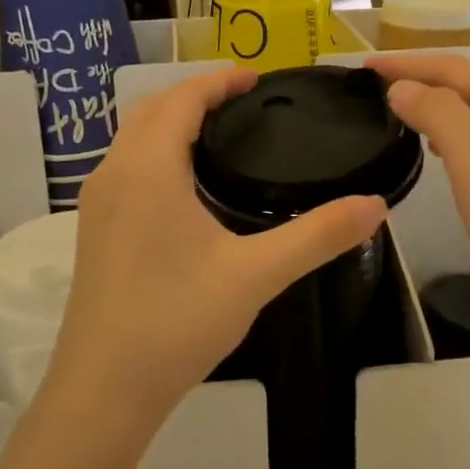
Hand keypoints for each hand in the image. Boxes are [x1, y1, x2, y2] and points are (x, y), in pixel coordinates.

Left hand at [40, 68, 387, 435]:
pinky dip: (156, 150)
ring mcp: (97, 202)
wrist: (103, 390)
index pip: (182, 98)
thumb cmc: (177, 321)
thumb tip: (376, 204)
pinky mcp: (94, 229)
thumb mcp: (256, 274)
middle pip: (152, 109)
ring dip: (172, 121)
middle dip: (196, 95)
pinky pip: (126, 165)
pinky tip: (186, 185)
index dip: (219, 81)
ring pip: (133, 137)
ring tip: (221, 135)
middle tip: (245, 103)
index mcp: (148, 168)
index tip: (258, 79)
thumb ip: (318, 236)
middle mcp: (114, 172)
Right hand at [364, 54, 469, 351]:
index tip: (362, 66)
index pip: (457, 68)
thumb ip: (439, 113)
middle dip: (422, 82)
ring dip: (437, 110)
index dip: (407, 63)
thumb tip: (402, 87)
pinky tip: (440, 154)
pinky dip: (456, 140)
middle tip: (373, 89)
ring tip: (397, 115)